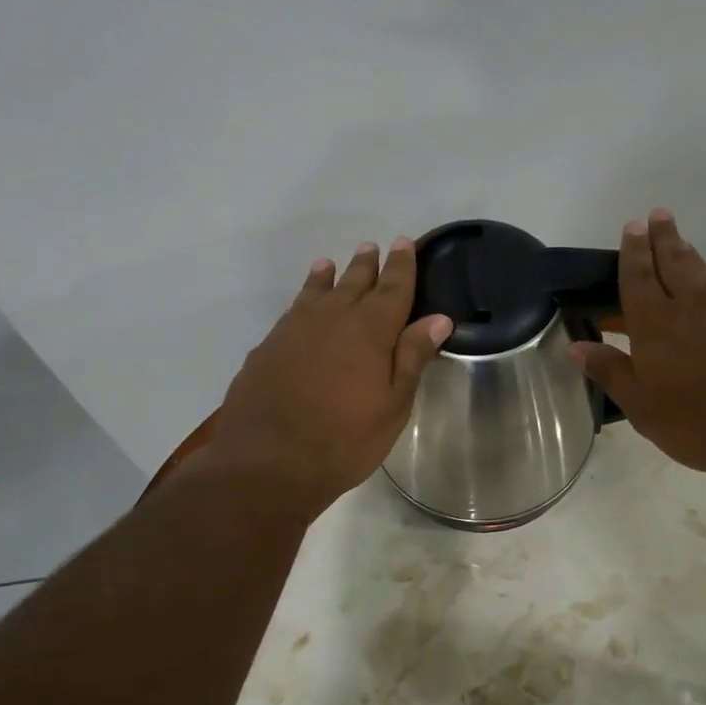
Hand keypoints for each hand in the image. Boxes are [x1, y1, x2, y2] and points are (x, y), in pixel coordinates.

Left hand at [205, 238, 451, 517]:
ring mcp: (295, 330)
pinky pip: (293, 310)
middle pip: (354, 282)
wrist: (267, 462)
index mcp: (370, 330)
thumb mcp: (393, 403)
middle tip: (373, 246)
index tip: (404, 243)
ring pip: (317, 292)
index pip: (392, 288)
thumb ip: (412, 356)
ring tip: (331, 263)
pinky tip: (302, 305)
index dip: (401, 266)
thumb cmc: (345, 438)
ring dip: (329, 276)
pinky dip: (303, 298)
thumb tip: (438, 318)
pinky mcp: (268, 347)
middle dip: (367, 265)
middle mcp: (332, 318)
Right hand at [568, 209, 705, 487]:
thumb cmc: (699, 420)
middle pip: (674, 262)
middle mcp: (691, 308)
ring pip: (702, 274)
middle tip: (659, 214)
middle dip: (663, 238)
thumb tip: (575, 347)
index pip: (639, 278)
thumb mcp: (642, 405)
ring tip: (681, 242)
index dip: (633, 252)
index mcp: (655, 324)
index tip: (633, 225)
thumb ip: (611, 371)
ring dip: (688, 255)